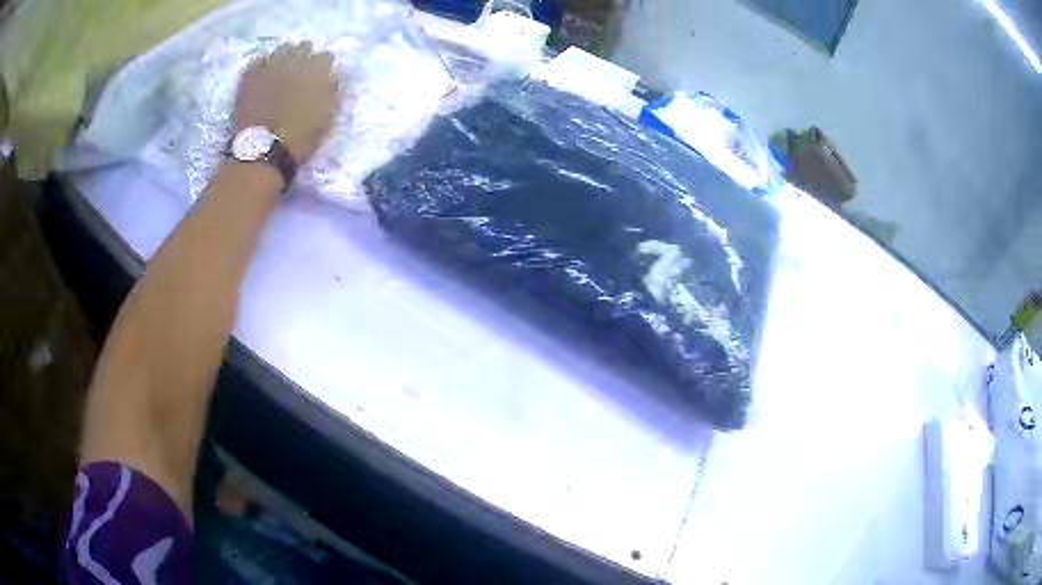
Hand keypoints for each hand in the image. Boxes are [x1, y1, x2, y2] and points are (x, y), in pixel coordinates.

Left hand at [233, 42, 338, 162]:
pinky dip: (262, 65)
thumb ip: (331, 92)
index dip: (324, 66)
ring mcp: (270, 67)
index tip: (322, 75)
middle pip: (303, 47)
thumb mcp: (327, 117)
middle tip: (301, 70)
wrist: (262, 150)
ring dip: (283, 57)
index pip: (325, 56)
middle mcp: (294, 62)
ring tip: (281, 69)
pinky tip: (263, 74)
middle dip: (304, 56)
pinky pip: (257, 61)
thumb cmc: (300, 138)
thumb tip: (332, 77)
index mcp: (317, 71)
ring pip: (280, 50)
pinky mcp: (250, 77)